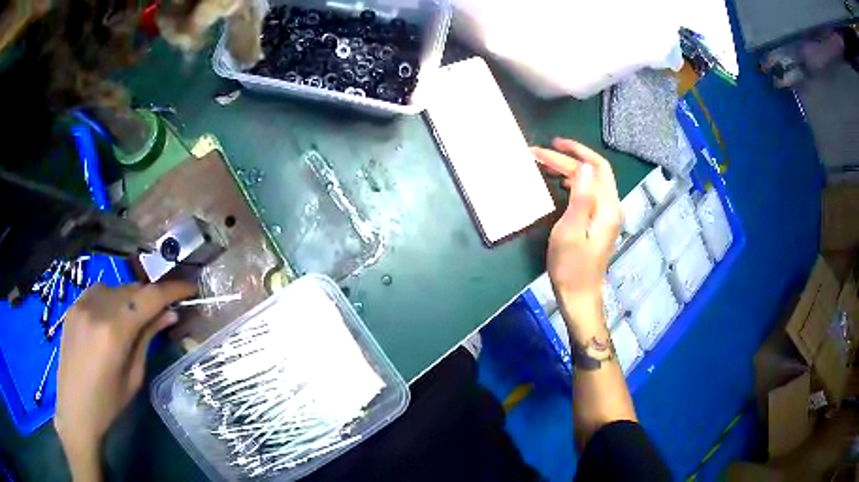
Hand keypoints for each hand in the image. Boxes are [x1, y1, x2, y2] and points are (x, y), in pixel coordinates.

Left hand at [55, 281, 194, 478]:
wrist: (74, 409)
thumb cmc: (108, 403)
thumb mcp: (134, 376)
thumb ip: (148, 339)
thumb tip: (169, 315)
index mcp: (114, 331)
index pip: (150, 297)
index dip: (173, 290)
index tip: (191, 289)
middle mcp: (97, 307)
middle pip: (133, 289)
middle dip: (152, 297)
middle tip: (164, 313)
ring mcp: (82, 302)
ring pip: (116, 287)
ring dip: (132, 298)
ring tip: (136, 318)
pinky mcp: (73, 305)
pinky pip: (100, 291)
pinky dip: (113, 299)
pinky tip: (112, 317)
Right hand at [532, 139, 621, 340]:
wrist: (580, 296)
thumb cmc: (571, 267)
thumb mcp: (570, 231)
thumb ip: (581, 198)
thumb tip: (584, 167)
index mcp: (608, 207)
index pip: (593, 168)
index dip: (572, 153)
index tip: (547, 146)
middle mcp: (612, 207)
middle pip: (597, 171)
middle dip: (573, 155)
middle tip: (547, 149)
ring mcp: (609, 215)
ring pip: (595, 180)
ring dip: (574, 167)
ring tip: (550, 162)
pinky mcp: (602, 222)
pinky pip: (592, 192)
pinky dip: (577, 181)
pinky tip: (564, 184)